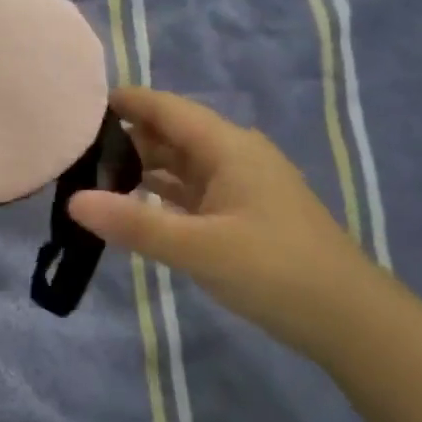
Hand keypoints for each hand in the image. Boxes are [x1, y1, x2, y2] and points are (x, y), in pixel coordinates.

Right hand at [68, 87, 390, 357]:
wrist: (349, 320)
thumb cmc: (275, 271)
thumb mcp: (199, 248)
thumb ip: (135, 224)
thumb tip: (73, 200)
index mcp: (228, 148)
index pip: (167, 109)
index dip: (125, 101)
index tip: (77, 103)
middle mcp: (234, 157)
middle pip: (171, 134)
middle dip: (125, 137)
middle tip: (73, 148)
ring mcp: (240, 187)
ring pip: (180, 164)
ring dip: (140, 166)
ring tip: (91, 174)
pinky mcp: (241, 215)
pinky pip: (190, 192)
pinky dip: (159, 193)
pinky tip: (131, 204)